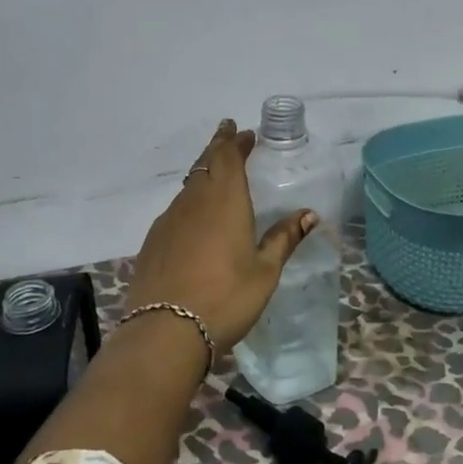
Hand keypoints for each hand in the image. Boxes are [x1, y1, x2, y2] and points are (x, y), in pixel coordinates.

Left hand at [125, 119, 317, 356]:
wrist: (164, 331)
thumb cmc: (225, 298)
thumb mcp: (264, 271)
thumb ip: (283, 238)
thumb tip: (309, 214)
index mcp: (224, 201)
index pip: (228, 157)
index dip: (235, 141)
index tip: (243, 132)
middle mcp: (194, 202)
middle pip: (204, 164)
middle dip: (218, 147)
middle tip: (227, 135)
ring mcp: (169, 220)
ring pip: (188, 186)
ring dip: (203, 173)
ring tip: (215, 175)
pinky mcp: (153, 241)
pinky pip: (175, 209)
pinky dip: (188, 201)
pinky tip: (194, 218)